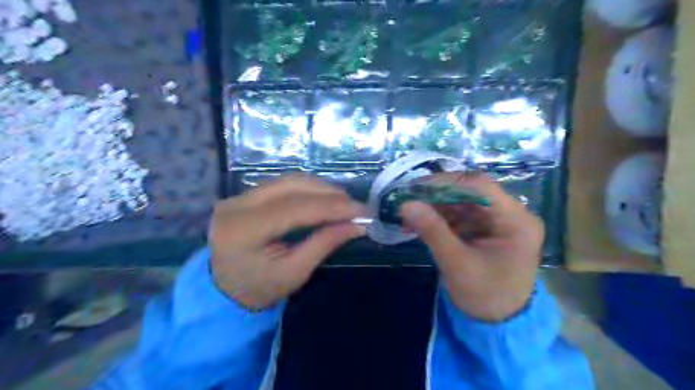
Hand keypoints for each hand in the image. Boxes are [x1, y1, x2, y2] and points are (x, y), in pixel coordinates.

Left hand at [208, 176, 365, 309]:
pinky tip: (324, 198)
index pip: (296, 208)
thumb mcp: (294, 273)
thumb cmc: (258, 290)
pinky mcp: (244, 195)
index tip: (363, 211)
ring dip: (320, 188)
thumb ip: (324, 244)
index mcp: (244, 230)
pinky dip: (307, 189)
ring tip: (344, 202)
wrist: (221, 290)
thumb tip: (357, 225)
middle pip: (292, 186)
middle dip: (329, 193)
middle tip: (356, 206)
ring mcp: (238, 196)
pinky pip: (282, 184)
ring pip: (288, 180)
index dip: (332, 207)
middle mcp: (237, 205)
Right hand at [403, 174, 541, 323]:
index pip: (480, 186)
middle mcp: (511, 214)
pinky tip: (420, 223)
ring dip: (435, 205)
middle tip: (408, 198)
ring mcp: (498, 220)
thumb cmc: (484, 296)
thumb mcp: (456, 264)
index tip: (416, 188)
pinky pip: (460, 214)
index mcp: (516, 221)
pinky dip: (439, 217)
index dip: (446, 181)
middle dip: (437, 194)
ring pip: (462, 201)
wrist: (498, 322)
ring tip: (409, 213)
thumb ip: (432, 231)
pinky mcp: (485, 228)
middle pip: (470, 191)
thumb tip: (405, 204)